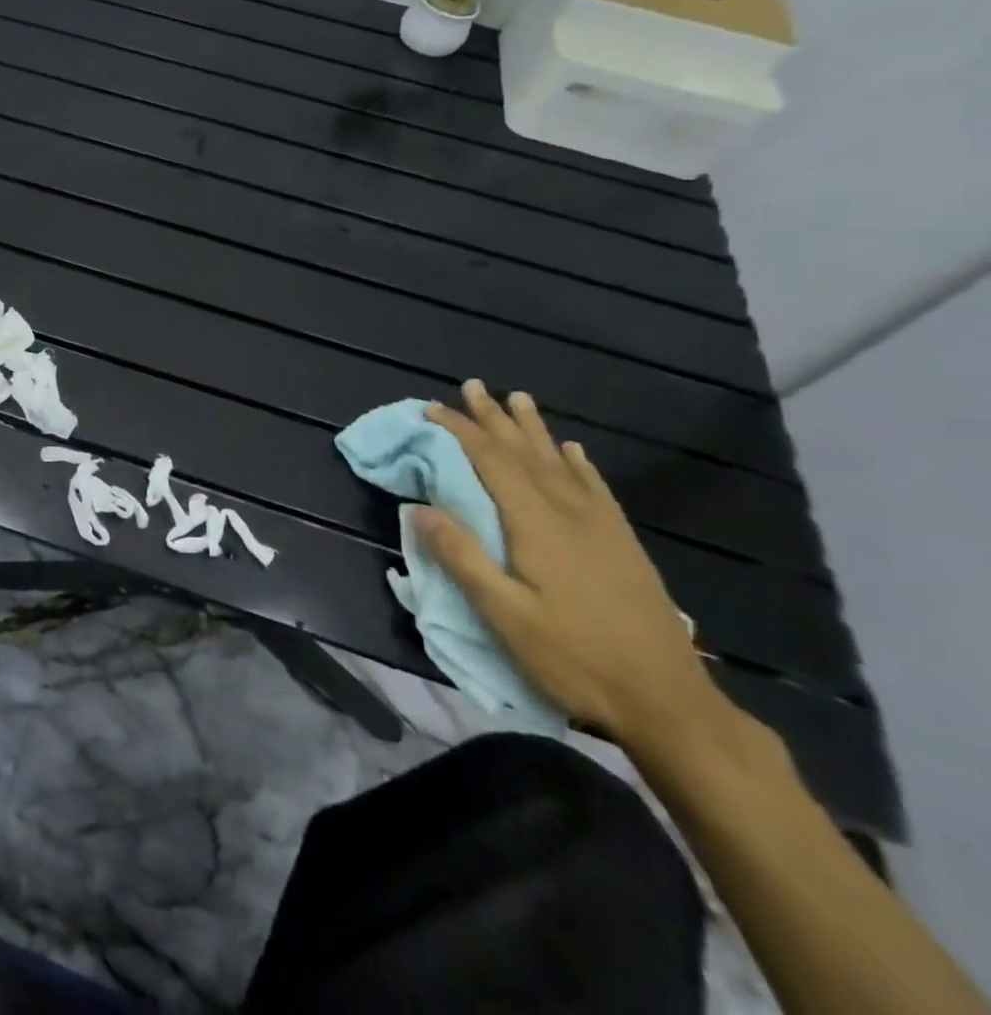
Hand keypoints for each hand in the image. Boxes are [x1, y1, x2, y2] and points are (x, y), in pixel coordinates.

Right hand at [417, 380, 725, 747]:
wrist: (668, 701)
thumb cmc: (574, 658)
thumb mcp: (505, 616)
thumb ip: (462, 558)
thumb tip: (420, 507)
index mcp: (536, 525)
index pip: (491, 462)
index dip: (460, 431)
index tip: (433, 409)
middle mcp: (569, 513)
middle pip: (525, 452)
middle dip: (495, 418)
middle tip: (473, 386)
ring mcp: (602, 527)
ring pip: (561, 462)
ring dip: (534, 429)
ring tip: (519, 399)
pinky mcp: (623, 544)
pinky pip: (596, 488)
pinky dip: (579, 463)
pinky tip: (573, 451)